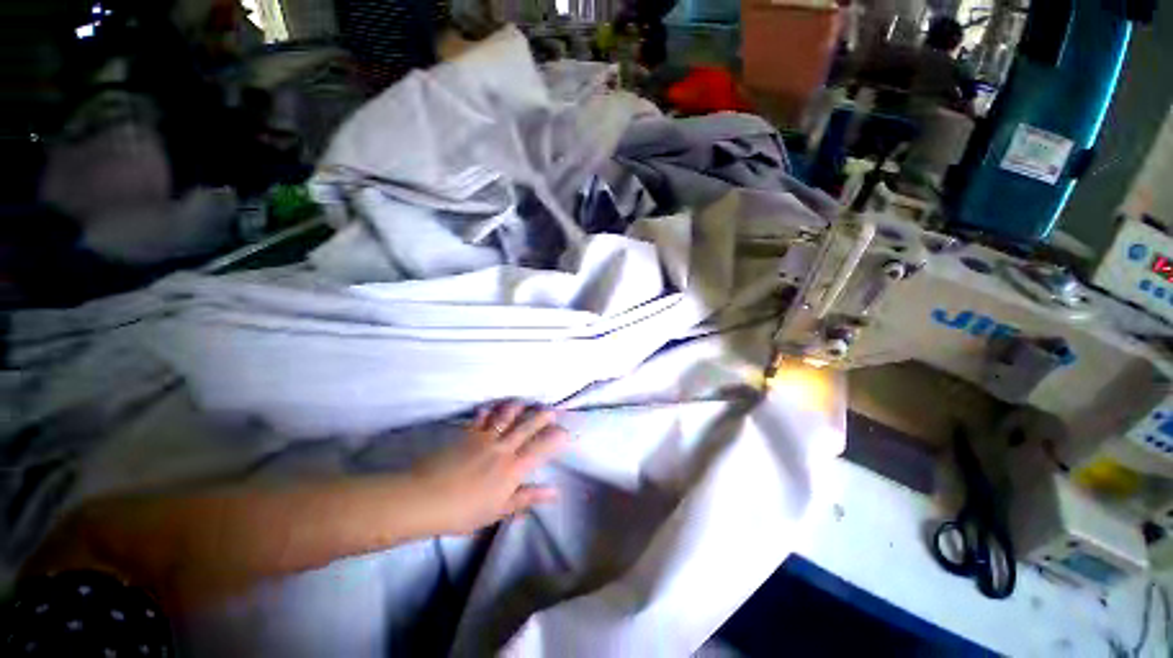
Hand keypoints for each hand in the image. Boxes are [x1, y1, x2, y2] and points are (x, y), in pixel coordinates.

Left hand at [409, 401, 569, 534]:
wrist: (425, 499)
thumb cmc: (464, 512)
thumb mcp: (499, 510)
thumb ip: (527, 497)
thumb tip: (554, 492)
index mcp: (513, 468)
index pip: (540, 449)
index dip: (555, 439)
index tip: (566, 432)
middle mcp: (503, 448)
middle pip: (526, 427)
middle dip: (541, 417)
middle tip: (551, 410)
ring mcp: (484, 438)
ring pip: (506, 416)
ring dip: (517, 407)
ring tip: (524, 402)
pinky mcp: (467, 433)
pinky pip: (481, 418)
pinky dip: (487, 411)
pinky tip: (489, 407)